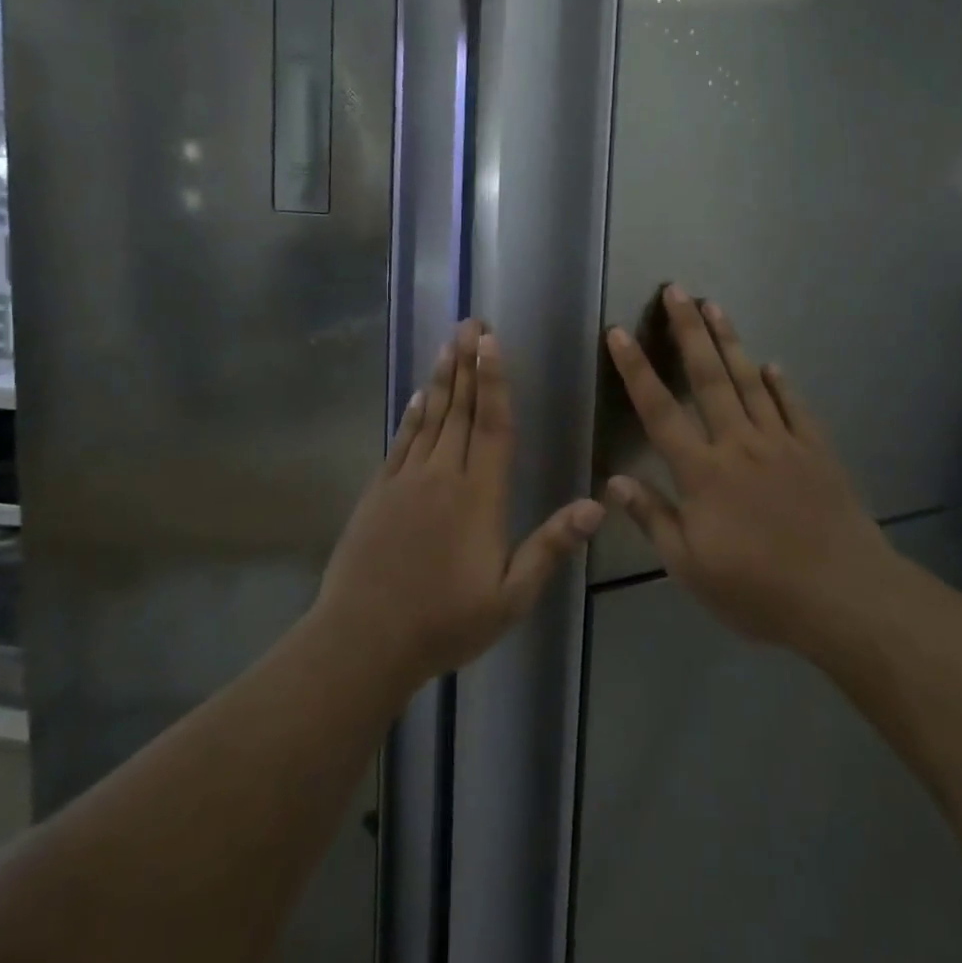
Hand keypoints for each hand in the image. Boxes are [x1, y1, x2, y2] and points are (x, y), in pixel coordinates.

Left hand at [316, 319, 604, 688]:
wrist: (364, 640)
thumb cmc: (445, 622)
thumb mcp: (510, 597)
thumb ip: (550, 547)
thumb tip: (597, 506)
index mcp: (479, 497)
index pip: (492, 426)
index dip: (494, 381)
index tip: (491, 342)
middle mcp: (443, 477)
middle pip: (459, 410)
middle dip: (468, 364)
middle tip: (471, 322)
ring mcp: (406, 481)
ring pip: (429, 418)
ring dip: (441, 379)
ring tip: (448, 344)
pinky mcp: (379, 493)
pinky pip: (401, 442)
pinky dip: (411, 415)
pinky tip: (417, 396)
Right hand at [604, 286, 889, 650]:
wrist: (843, 597)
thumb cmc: (758, 590)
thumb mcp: (691, 568)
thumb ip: (654, 519)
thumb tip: (616, 481)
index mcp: (703, 472)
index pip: (659, 411)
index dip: (636, 370)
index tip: (619, 333)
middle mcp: (739, 444)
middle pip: (709, 378)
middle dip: (689, 332)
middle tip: (678, 290)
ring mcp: (782, 443)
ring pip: (750, 381)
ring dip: (731, 342)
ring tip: (715, 307)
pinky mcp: (816, 451)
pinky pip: (794, 408)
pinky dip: (781, 384)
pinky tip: (772, 365)